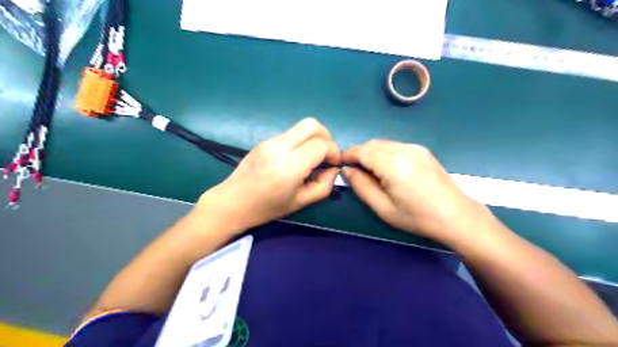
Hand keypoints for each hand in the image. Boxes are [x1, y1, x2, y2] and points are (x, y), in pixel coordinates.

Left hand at [195, 118, 339, 231]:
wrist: (232, 202)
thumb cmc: (266, 208)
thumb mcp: (300, 202)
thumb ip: (323, 186)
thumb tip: (333, 169)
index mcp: (288, 167)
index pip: (321, 145)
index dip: (334, 151)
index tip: (334, 163)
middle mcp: (279, 148)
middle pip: (312, 125)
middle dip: (326, 137)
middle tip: (326, 155)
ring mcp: (269, 141)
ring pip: (301, 126)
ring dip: (313, 138)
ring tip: (313, 157)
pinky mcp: (264, 140)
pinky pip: (290, 134)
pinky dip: (301, 141)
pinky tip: (297, 158)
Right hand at [343, 140, 492, 241]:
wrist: (455, 215)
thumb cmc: (416, 217)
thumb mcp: (383, 208)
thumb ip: (361, 186)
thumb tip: (347, 170)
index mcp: (393, 165)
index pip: (362, 151)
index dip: (348, 156)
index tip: (340, 165)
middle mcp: (404, 150)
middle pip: (372, 144)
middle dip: (359, 154)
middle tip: (354, 171)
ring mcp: (415, 148)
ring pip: (383, 144)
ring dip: (371, 153)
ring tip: (370, 172)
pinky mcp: (422, 150)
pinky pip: (395, 146)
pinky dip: (384, 153)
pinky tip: (387, 169)